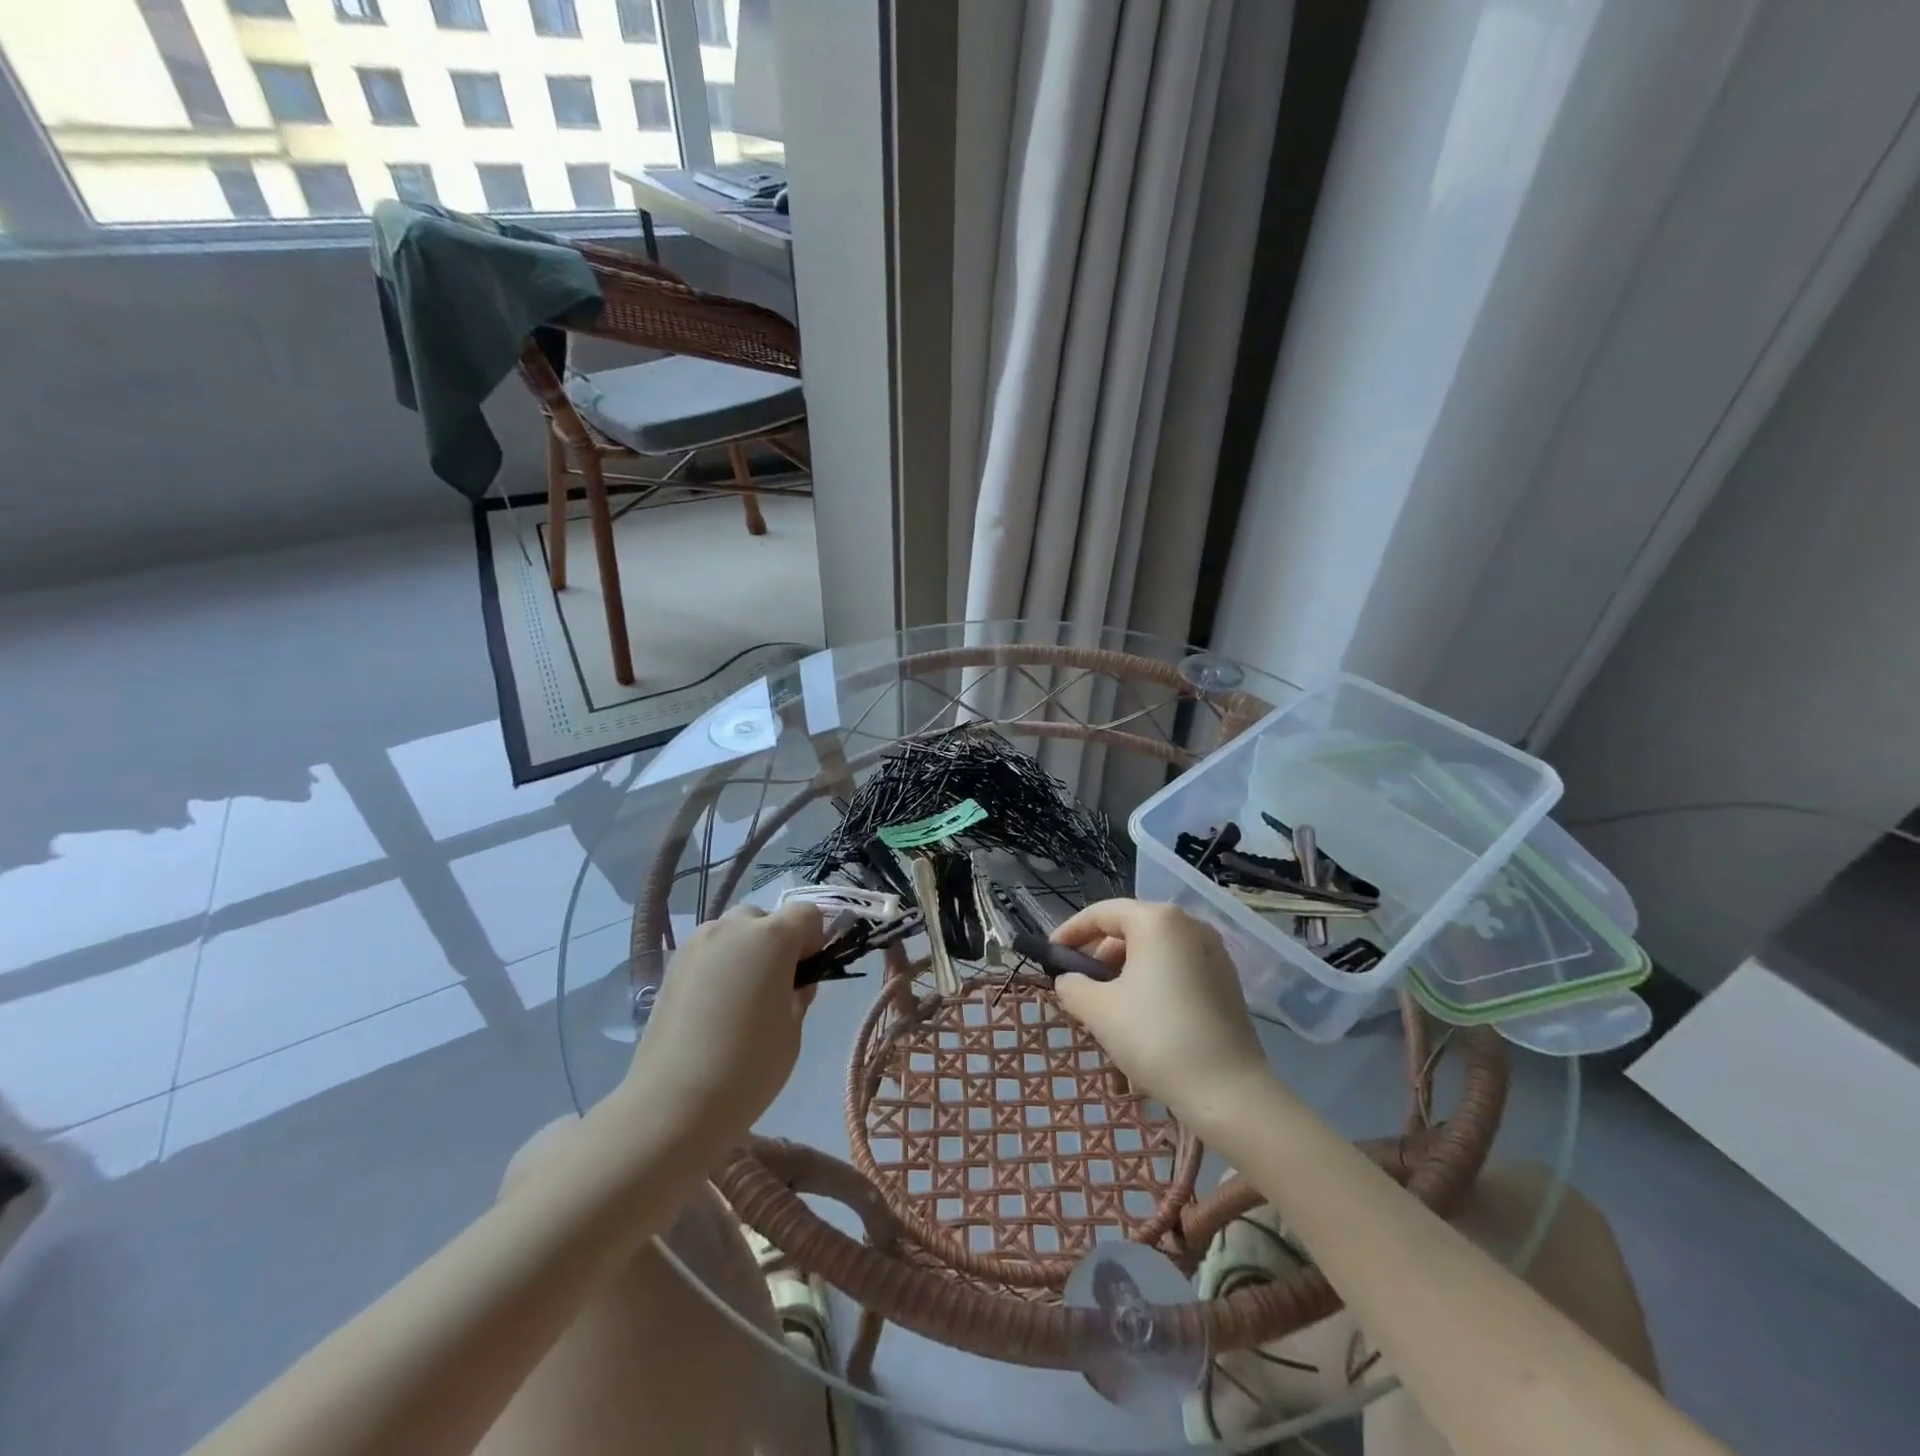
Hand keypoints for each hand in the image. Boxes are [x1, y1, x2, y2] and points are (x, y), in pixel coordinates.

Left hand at [623, 902, 824, 1150]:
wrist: (673, 1104)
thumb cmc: (749, 1066)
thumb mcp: (792, 1030)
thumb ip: (799, 994)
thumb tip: (794, 982)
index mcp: (773, 937)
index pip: (807, 913)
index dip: (814, 939)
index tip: (807, 973)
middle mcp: (732, 927)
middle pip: (765, 918)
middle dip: (776, 942)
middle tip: (774, 987)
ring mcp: (697, 944)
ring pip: (732, 932)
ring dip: (744, 951)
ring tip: (740, 998)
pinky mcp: (671, 966)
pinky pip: (708, 952)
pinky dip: (718, 966)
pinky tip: (713, 1008)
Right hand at [1049, 899, 1276, 1136]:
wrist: (1228, 1091)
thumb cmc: (1155, 1037)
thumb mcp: (1099, 1011)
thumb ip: (1073, 987)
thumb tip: (1069, 981)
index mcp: (1157, 920)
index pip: (1102, 913)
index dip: (1070, 932)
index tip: (1051, 956)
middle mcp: (1189, 926)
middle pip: (1131, 929)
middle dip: (1099, 957)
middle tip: (1080, 988)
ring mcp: (1213, 953)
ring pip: (1154, 953)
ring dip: (1124, 974)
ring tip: (1108, 1011)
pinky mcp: (1226, 982)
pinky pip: (1176, 970)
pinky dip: (1152, 985)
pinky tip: (1141, 1020)